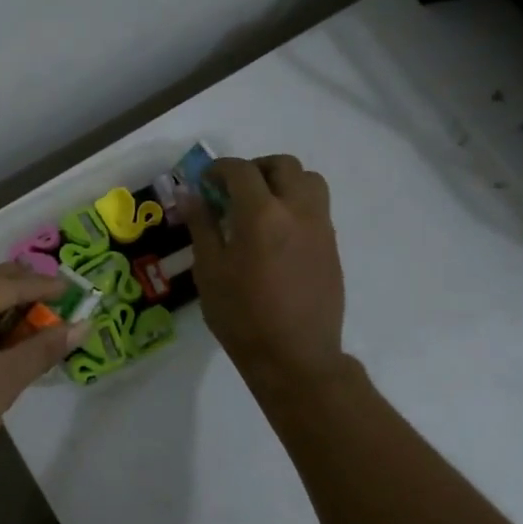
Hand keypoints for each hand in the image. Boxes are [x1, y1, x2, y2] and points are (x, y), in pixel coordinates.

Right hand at [188, 155, 348, 389]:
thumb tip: (190, 195)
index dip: (219, 169)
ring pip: (309, 181)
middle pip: (283, 165)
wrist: (295, 357)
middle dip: (255, 168)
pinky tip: (277, 234)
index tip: (205, 182)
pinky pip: (317, 208)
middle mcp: (297, 211)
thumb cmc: (242, 317)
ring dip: (283, 181)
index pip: (241, 171)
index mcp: (262, 214)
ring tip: (261, 205)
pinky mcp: (332, 246)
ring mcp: (321, 227)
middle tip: (234, 189)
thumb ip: (202, 226)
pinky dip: (296, 204)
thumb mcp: (209, 271)